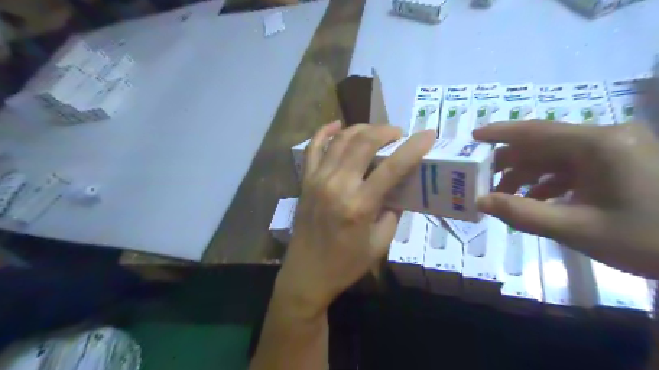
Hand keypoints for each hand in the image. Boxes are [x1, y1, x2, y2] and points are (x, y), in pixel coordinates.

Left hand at [275, 122, 436, 318]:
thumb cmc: (345, 264)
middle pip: (363, 143)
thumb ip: (392, 212)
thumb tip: (398, 189)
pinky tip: (336, 125)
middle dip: (385, 131)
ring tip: (376, 132)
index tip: (428, 134)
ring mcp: (317, 179)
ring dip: (362, 129)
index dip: (413, 147)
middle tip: (398, 134)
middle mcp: (337, 185)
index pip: (392, 167)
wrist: (307, 273)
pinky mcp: (305, 180)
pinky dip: (324, 132)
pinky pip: (313, 148)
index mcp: (359, 205)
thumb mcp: (379, 244)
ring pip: (341, 140)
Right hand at [474, 120, 658, 278]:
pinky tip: (537, 201)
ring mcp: (616, 151)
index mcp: (597, 145)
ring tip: (505, 197)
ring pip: (556, 158)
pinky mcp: (622, 164)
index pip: (536, 131)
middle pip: (543, 145)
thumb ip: (522, 213)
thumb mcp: (577, 228)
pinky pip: (574, 168)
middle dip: (510, 163)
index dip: (500, 133)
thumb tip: (480, 201)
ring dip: (528, 176)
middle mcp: (605, 139)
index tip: (473, 136)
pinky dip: (550, 183)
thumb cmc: (648, 239)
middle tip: (483, 180)